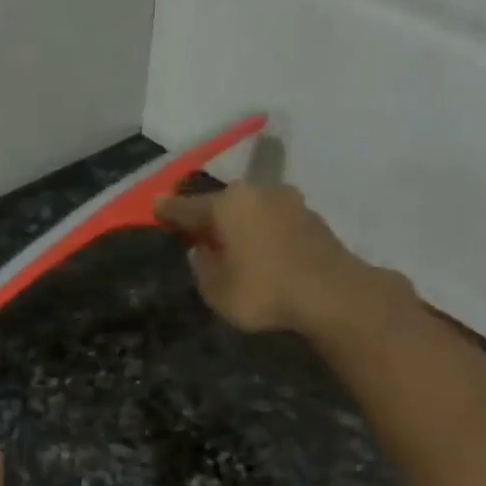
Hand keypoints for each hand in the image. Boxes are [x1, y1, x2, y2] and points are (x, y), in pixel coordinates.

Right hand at [154, 184, 411, 336]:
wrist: (330, 293)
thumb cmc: (263, 290)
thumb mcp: (216, 289)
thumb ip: (202, 267)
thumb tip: (200, 250)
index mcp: (228, 204)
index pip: (189, 207)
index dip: (169, 211)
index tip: (155, 206)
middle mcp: (257, 192)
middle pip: (224, 204)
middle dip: (209, 217)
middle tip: (195, 231)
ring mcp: (288, 202)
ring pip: (252, 211)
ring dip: (239, 225)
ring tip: (229, 245)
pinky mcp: (311, 219)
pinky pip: (273, 223)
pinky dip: (261, 234)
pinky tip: (259, 253)